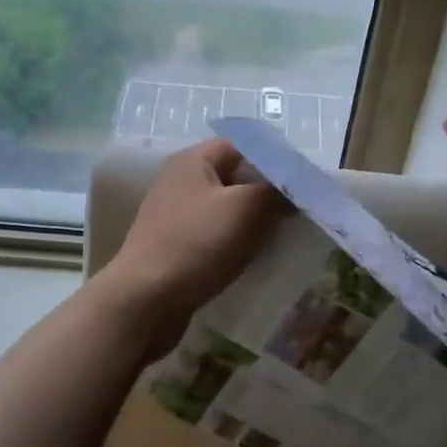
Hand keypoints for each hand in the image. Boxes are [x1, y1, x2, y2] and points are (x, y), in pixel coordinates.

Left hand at [98, 138, 284, 351]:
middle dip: (265, 194)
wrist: (145, 301)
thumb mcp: (245, 209)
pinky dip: (235, 245)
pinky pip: (213, 238)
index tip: (300, 183)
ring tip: (282, 238)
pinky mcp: (175, 248)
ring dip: (252, 224)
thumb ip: (277, 191)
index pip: (241, 146)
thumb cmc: (196, 244)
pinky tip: (255, 261)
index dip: (272, 160)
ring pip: (225, 211)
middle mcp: (180, 182)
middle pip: (234, 178)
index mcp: (192, 161)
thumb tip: (296, 188)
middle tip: (298, 213)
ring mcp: (175, 217)